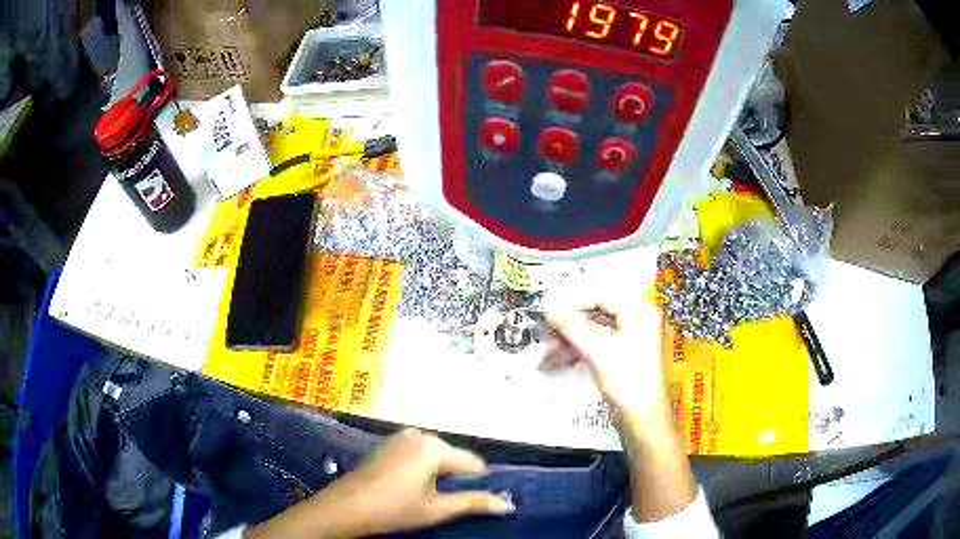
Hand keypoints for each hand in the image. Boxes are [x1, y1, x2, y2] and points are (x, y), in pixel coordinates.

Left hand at [245, 429, 513, 538]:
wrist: (344, 507)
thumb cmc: (393, 509)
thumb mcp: (437, 509)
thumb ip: (474, 503)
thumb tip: (509, 505)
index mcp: (433, 447)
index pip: (472, 463)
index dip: (478, 484)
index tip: (476, 502)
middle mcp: (418, 435)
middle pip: (453, 458)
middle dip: (456, 479)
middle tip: (448, 503)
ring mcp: (399, 438)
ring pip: (434, 457)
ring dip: (438, 476)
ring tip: (429, 498)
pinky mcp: (387, 445)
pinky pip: (417, 455)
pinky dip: (422, 470)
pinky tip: (411, 489)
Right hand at [541, 262, 697, 522]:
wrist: (644, 421)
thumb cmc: (627, 382)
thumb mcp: (597, 352)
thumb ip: (571, 326)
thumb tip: (547, 304)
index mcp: (640, 311)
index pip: (602, 295)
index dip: (573, 301)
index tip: (547, 310)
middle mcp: (638, 320)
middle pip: (597, 312)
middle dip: (568, 324)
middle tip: (543, 330)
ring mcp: (631, 338)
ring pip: (594, 331)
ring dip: (569, 340)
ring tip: (544, 350)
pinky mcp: (624, 356)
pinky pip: (598, 345)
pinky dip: (579, 351)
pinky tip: (556, 360)